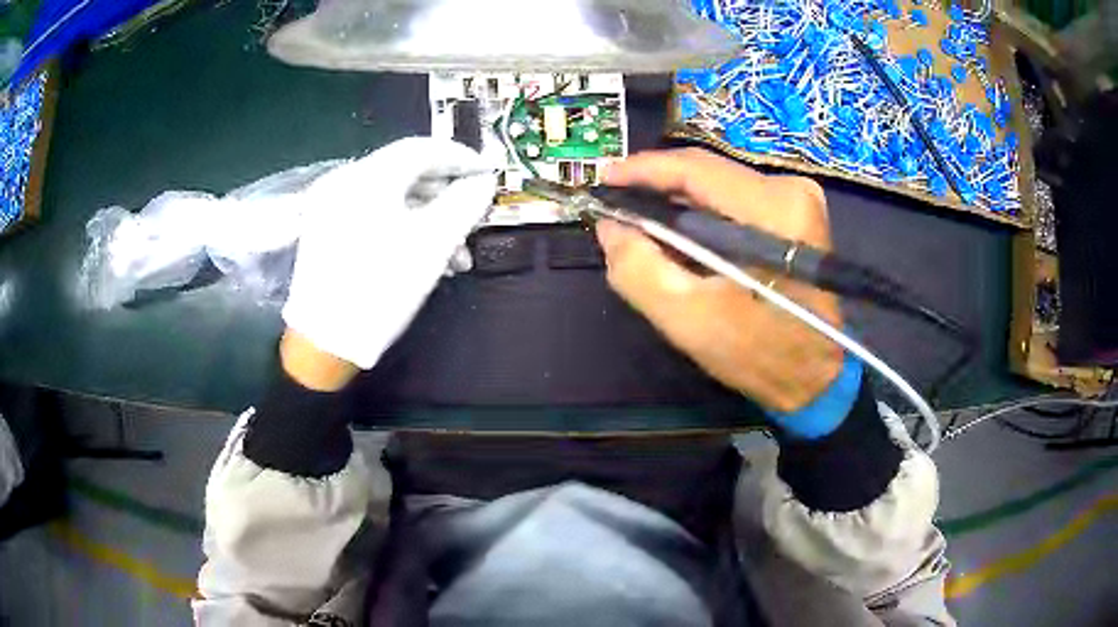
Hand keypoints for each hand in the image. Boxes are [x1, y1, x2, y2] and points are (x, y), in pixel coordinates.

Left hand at [282, 137, 496, 372]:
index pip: (422, 149)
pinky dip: (402, 227)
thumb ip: (464, 203)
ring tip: (453, 253)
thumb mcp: (432, 244)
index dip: (461, 157)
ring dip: (427, 218)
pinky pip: (373, 215)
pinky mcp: (326, 230)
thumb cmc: (380, 289)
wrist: (324, 343)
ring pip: (391, 198)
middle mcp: (344, 182)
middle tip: (472, 218)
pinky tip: (422, 257)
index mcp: (368, 177)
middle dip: (445, 196)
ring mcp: (331, 206)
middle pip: (406, 173)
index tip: (488, 172)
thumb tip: (483, 181)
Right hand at [598, 148, 843, 412]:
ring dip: (679, 204)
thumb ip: (638, 269)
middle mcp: (791, 190)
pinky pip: (735, 201)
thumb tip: (611, 227)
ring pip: (719, 187)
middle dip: (658, 189)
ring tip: (641, 222)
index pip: (697, 169)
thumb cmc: (759, 354)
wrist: (815, 378)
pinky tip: (680, 234)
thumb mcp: (688, 320)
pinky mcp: (796, 215)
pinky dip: (703, 216)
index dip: (644, 169)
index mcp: (773, 210)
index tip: (605, 178)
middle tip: (617, 206)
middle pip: (708, 174)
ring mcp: (798, 200)